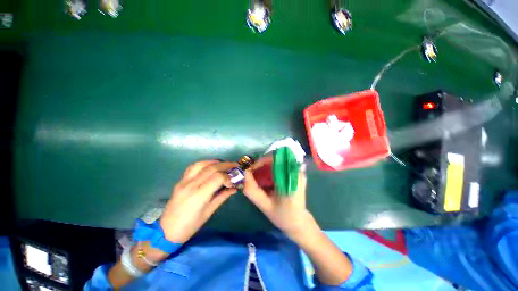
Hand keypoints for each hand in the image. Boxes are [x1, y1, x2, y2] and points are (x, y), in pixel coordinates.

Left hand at [159, 160, 236, 243]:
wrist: (166, 231)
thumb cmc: (190, 226)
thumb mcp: (209, 212)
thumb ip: (222, 197)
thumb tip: (234, 188)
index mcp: (199, 195)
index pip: (217, 177)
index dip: (228, 177)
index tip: (233, 182)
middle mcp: (191, 185)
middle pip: (211, 168)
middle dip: (226, 165)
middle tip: (235, 166)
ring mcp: (184, 181)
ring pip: (201, 164)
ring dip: (215, 162)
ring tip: (223, 165)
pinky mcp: (180, 181)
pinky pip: (193, 167)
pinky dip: (204, 164)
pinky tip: (210, 167)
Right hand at [243, 156, 313, 238]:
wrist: (298, 222)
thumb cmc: (283, 216)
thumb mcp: (265, 205)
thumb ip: (252, 190)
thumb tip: (243, 174)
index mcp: (291, 179)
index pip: (276, 159)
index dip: (261, 161)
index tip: (250, 169)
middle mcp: (296, 171)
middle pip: (276, 158)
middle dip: (261, 164)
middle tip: (251, 172)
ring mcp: (297, 172)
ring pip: (277, 161)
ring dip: (265, 166)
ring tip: (256, 175)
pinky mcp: (295, 174)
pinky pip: (280, 166)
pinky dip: (270, 169)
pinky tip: (264, 178)